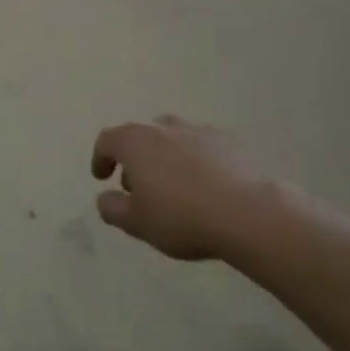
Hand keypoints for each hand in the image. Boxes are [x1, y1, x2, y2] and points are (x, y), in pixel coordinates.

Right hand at [90, 117, 286, 262]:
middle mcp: (164, 127)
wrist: (248, 214)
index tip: (101, 178)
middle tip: (138, 187)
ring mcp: (199, 130)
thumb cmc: (182, 217)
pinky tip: (204, 186)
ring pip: (172, 138)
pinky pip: (201, 147)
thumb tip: (105, 198)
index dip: (100, 158)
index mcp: (135, 142)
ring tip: (172, 186)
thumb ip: (112, 208)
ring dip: (164, 157)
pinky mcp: (229, 141)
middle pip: (140, 136)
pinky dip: (194, 161)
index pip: (107, 140)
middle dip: (134, 159)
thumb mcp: (136, 223)